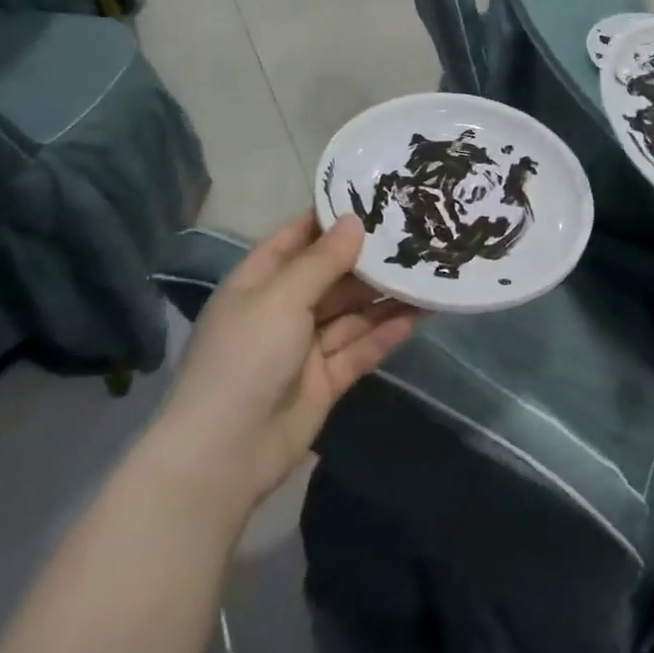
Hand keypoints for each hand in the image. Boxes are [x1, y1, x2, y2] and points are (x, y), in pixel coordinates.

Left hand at [152, 214, 418, 505]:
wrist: (225, 453)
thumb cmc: (245, 358)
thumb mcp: (281, 299)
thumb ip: (322, 261)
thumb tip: (355, 221)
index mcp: (259, 284)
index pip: (297, 239)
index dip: (331, 219)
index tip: (374, 198)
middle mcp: (282, 310)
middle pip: (333, 276)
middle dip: (370, 259)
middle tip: (416, 234)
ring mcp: (305, 348)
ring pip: (352, 313)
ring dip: (385, 296)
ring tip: (428, 271)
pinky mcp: (326, 379)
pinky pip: (361, 348)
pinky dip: (387, 333)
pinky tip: (420, 314)